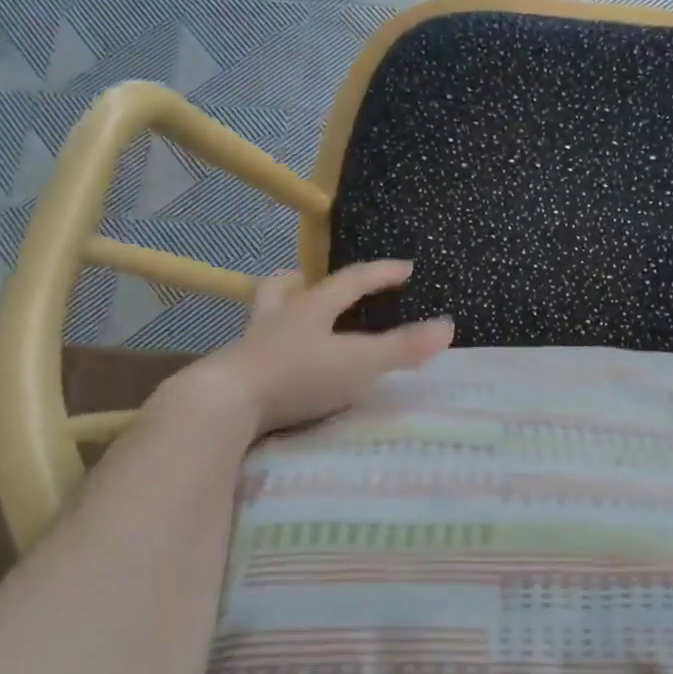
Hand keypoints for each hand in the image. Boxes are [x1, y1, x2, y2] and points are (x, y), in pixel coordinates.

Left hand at [159, 261, 453, 437]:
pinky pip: (251, 353)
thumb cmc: (298, 377)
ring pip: (261, 316)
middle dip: (302, 280)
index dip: (380, 273)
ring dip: (278, 311)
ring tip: (290, 320)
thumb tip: (448, 326)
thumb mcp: (360, 363)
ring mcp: (249, 346)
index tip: (405, 268)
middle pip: (284, 287)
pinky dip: (265, 352)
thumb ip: (403, 348)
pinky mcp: (232, 375)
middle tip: (310, 280)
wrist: (224, 405)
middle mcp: (277, 319)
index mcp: (311, 308)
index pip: (351, 280)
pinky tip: (272, 369)